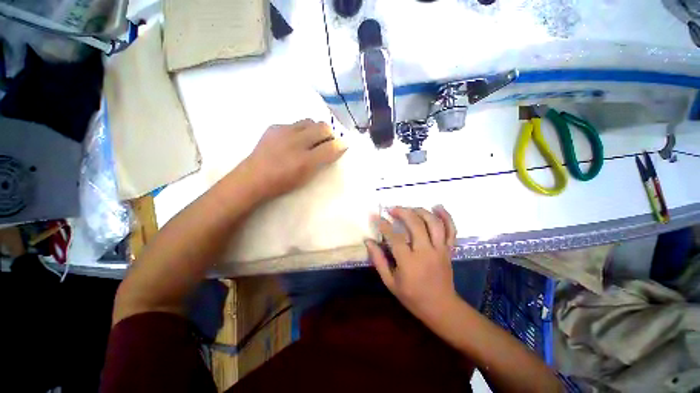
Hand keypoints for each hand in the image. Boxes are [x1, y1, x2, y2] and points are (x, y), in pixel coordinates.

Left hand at [242, 119, 345, 199]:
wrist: (253, 178)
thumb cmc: (283, 182)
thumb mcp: (306, 176)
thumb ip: (323, 161)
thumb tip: (337, 147)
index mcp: (306, 160)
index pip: (331, 146)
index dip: (341, 144)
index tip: (343, 145)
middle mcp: (296, 142)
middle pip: (322, 127)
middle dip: (329, 133)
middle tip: (327, 143)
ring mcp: (284, 131)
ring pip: (309, 122)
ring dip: (315, 129)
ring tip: (311, 139)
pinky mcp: (273, 127)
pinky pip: (294, 123)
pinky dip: (299, 129)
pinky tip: (293, 140)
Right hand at [365, 206, 460, 323]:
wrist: (441, 308)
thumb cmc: (412, 297)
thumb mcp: (390, 282)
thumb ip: (378, 260)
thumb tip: (368, 241)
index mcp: (409, 263)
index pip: (395, 238)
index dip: (384, 225)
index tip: (376, 216)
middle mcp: (426, 252)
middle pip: (416, 224)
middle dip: (402, 212)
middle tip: (392, 209)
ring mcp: (440, 250)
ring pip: (434, 223)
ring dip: (421, 211)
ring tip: (410, 208)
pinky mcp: (449, 250)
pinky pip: (451, 230)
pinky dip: (446, 216)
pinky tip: (437, 206)